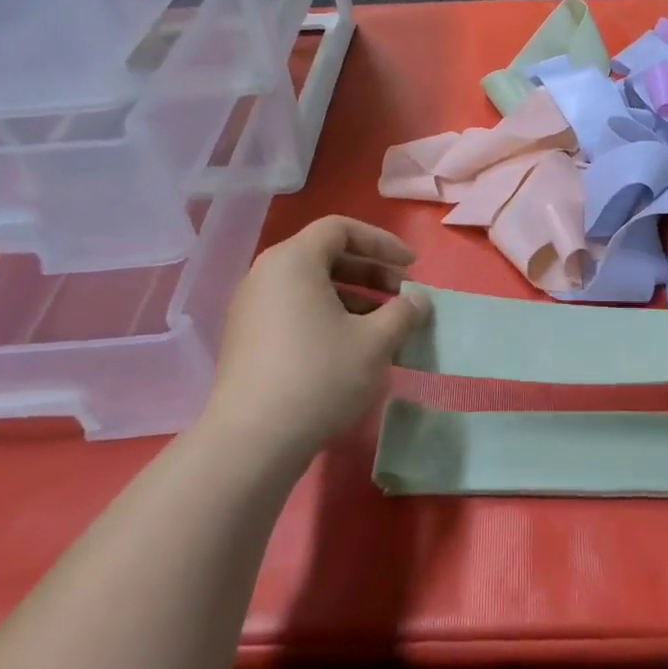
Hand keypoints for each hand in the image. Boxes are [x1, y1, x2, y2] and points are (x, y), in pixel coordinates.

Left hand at [202, 217, 430, 468]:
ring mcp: (252, 308)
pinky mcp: (248, 339)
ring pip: (311, 287)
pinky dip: (328, 317)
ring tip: (385, 327)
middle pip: (325, 256)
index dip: (382, 242)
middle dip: (371, 273)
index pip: (341, 229)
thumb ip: (404, 313)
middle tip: (403, 296)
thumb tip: (419, 300)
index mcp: (293, 260)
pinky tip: (353, 350)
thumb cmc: (320, 376)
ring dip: (354, 299)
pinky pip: (295, 311)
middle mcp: (266, 275)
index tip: (411, 266)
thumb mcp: (375, 342)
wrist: (253, 440)